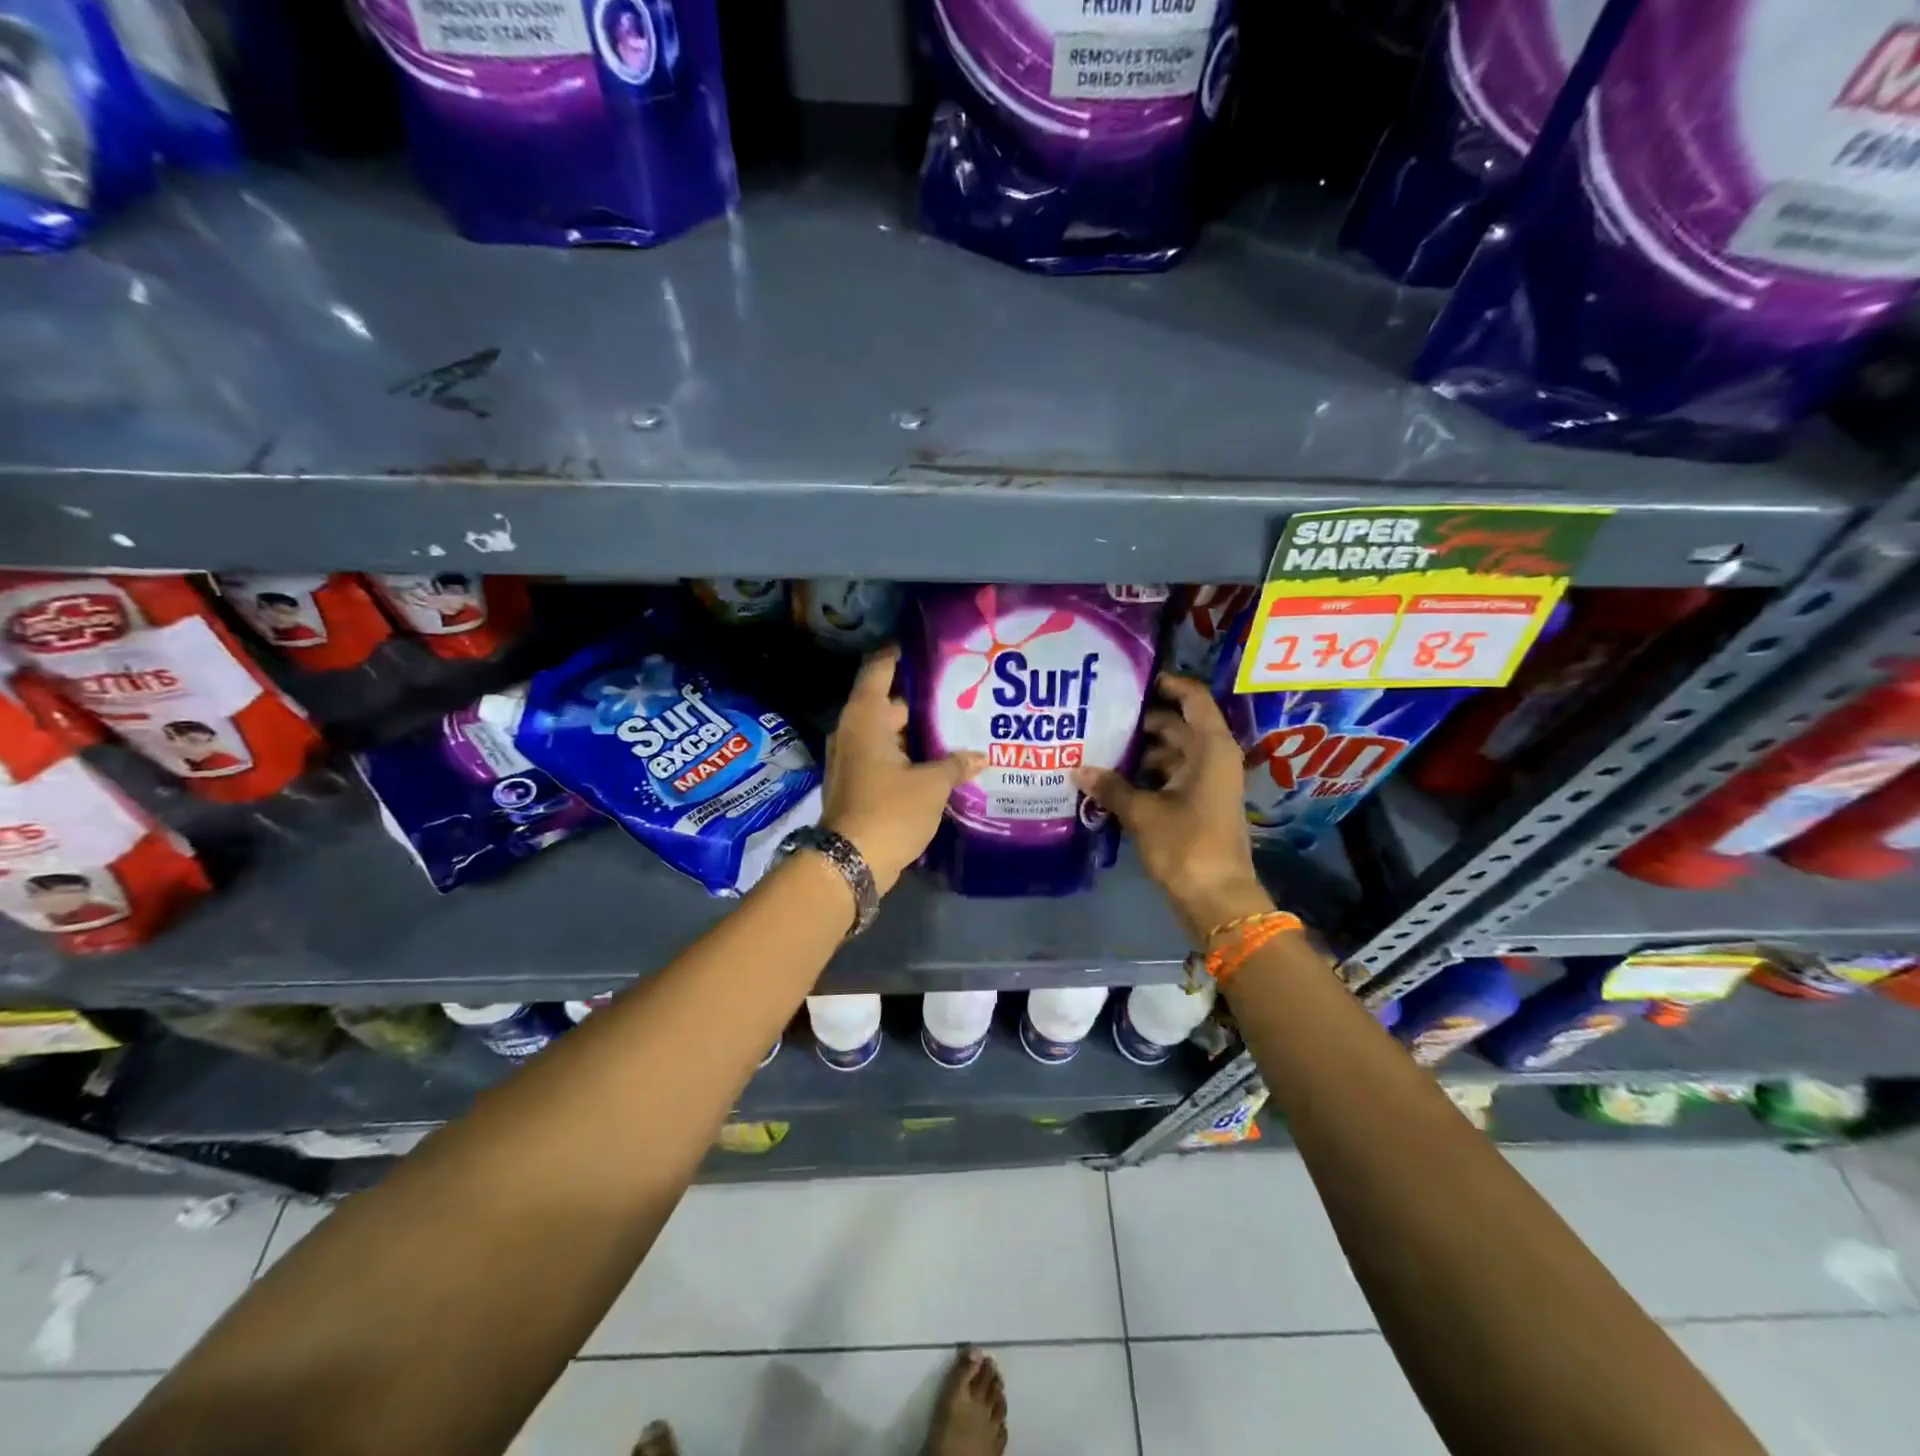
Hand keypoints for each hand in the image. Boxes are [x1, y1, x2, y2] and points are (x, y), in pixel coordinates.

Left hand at [822, 645, 985, 894]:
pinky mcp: (858, 783)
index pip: (880, 668)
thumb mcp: (931, 785)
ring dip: (918, 731)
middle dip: (923, 699)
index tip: (928, 646)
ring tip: (958, 725)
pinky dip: (909, 754)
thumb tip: (981, 756)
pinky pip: (886, 756)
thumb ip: (956, 764)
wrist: (851, 863)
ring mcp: (852, 758)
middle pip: (889, 702)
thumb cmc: (889, 811)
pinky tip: (940, 760)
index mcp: (866, 718)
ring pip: (889, 733)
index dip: (901, 653)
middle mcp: (853, 731)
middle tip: (961, 692)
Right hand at [1075, 673, 1272, 940]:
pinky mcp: (1199, 805)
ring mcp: (1208, 783)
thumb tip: (1078, 769)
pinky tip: (1113, 780)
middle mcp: (1213, 758)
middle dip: (1141, 722)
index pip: (1193, 699)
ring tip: (1099, 747)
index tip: (1133, 680)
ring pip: (1171, 753)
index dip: (1168, 684)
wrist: (1218, 899)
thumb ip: (1111, 787)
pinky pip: (1171, 776)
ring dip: (1140, 751)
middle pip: (1177, 726)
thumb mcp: (1144, 813)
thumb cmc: (1187, 846)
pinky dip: (1146, 775)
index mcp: (1210, 748)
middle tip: (1100, 716)